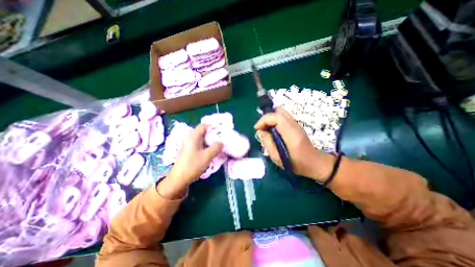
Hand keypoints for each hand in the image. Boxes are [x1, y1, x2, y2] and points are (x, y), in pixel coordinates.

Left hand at [157, 124, 221, 198]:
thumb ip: (216, 147)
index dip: (213, 126)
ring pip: (202, 139)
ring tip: (219, 144)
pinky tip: (212, 151)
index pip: (203, 126)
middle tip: (222, 138)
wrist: (179, 179)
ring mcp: (190, 145)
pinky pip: (200, 144)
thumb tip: (221, 142)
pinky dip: (207, 146)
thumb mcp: (207, 156)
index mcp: (193, 137)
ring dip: (210, 141)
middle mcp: (191, 138)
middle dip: (213, 134)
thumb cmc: (193, 165)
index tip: (221, 131)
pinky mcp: (190, 151)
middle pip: (203, 132)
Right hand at [256, 108, 332, 182]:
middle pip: (278, 111)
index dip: (264, 120)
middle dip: (267, 118)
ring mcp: (297, 124)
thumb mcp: (277, 157)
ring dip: (271, 118)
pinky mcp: (296, 125)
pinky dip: (275, 120)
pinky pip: (283, 117)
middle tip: (262, 128)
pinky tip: (274, 131)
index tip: (257, 128)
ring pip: (281, 112)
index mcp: (291, 134)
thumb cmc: (296, 164)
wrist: (314, 163)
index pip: (276, 117)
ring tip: (267, 129)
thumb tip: (261, 131)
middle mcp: (295, 125)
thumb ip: (267, 142)